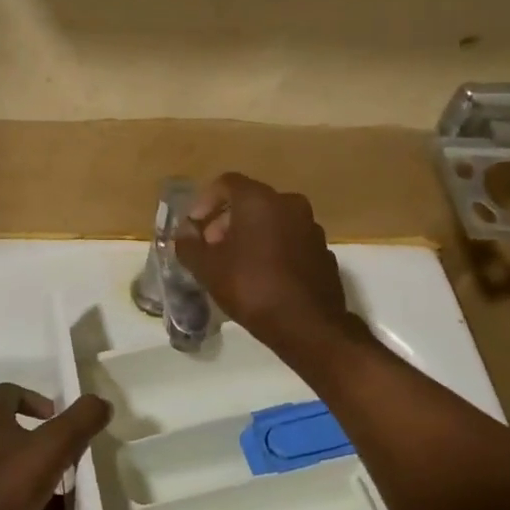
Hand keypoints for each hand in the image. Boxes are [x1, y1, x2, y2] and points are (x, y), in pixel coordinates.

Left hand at [0, 383, 111, 509]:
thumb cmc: (9, 487)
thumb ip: (80, 420)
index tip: (58, 416)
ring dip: (53, 500)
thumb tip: (102, 402)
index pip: (6, 395)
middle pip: (19, 444)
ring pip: (22, 488)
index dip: (33, 398)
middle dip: (52, 454)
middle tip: (79, 465)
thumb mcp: (53, 446)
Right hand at [174, 173, 361, 359]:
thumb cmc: (252, 287)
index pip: (226, 183)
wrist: (308, 326)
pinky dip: (273, 249)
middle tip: (211, 248)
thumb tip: (185, 232)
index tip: (195, 227)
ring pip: (272, 221)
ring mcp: (311, 228)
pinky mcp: (323, 252)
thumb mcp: (208, 268)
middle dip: (226, 221)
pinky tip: (263, 277)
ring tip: (235, 264)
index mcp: (260, 200)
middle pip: (250, 202)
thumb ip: (189, 245)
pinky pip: (290, 241)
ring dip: (251, 235)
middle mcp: (289, 204)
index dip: (205, 202)